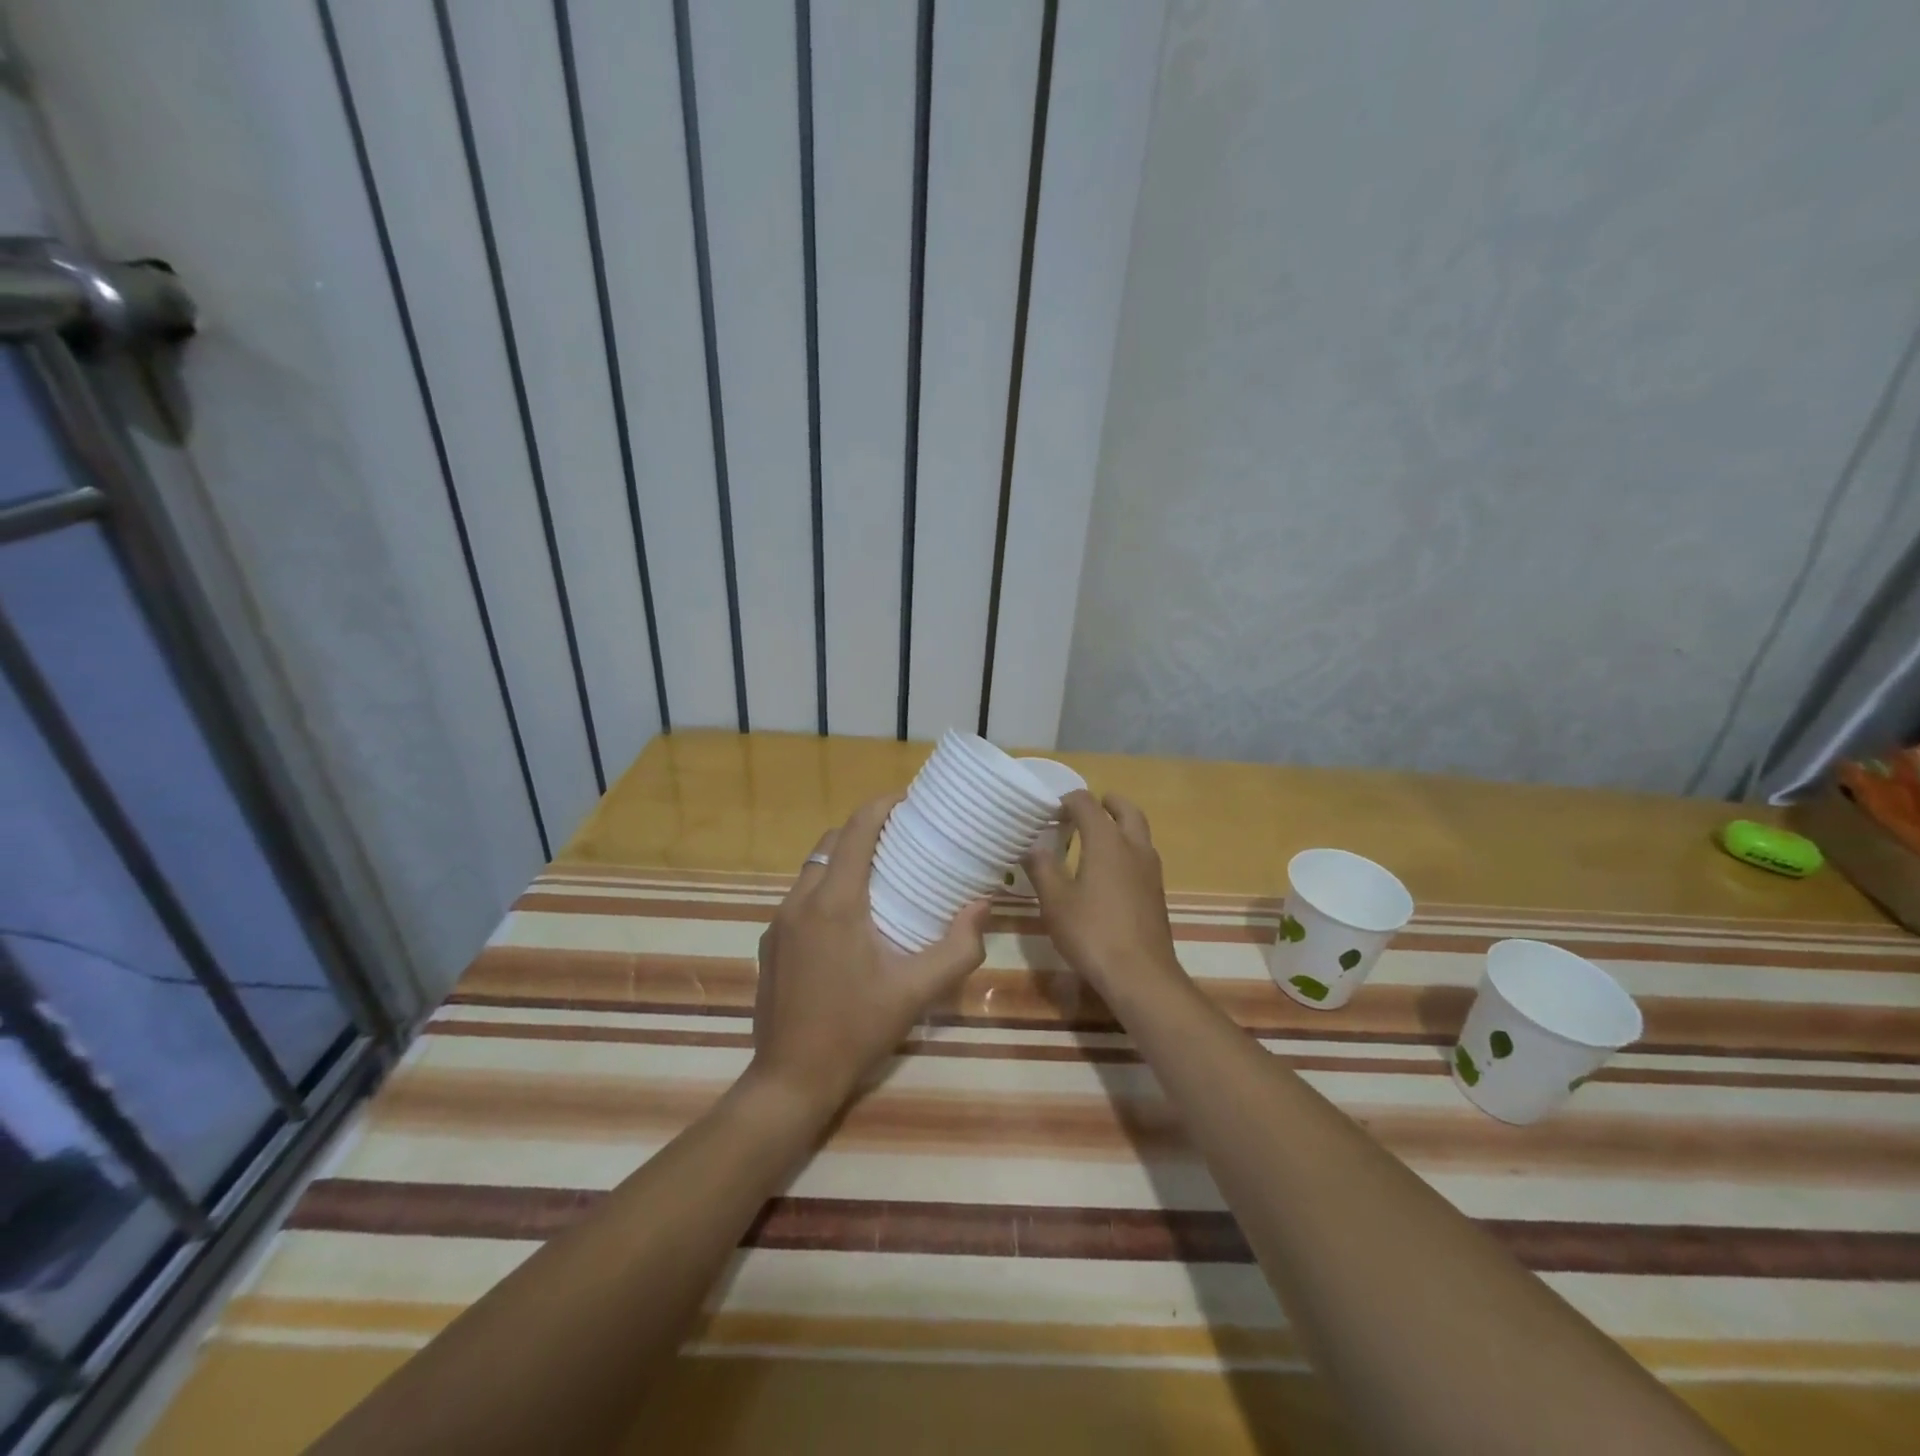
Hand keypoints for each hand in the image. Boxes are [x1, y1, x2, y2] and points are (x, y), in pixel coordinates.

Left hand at [750, 793, 989, 1114]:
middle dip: (865, 830)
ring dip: (844, 860)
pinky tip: (851, 921)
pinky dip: (827, 888)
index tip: (910, 800)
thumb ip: (957, 948)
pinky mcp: (770, 942)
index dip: (882, 806)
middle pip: (832, 842)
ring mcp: (779, 922)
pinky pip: (801, 897)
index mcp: (835, 903)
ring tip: (882, 875)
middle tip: (904, 839)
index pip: (856, 830)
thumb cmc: (855, 1030)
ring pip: (813, 869)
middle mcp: (800, 901)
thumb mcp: (916, 992)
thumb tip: (982, 904)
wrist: (790, 1079)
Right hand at [1024, 791, 1183, 1000]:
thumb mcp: (1055, 901)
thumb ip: (1042, 869)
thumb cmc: (1092, 932)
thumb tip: (1032, 847)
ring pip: (1139, 833)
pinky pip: (1142, 856)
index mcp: (1107, 841)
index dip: (1069, 800)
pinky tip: (1110, 871)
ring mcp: (1150, 870)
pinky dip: (1127, 849)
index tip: (1052, 808)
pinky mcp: (1157, 892)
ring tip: (1097, 837)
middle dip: (1107, 803)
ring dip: (1121, 825)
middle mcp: (1134, 847)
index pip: (1088, 804)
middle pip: (1127, 810)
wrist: (1141, 974)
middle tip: (1088, 807)